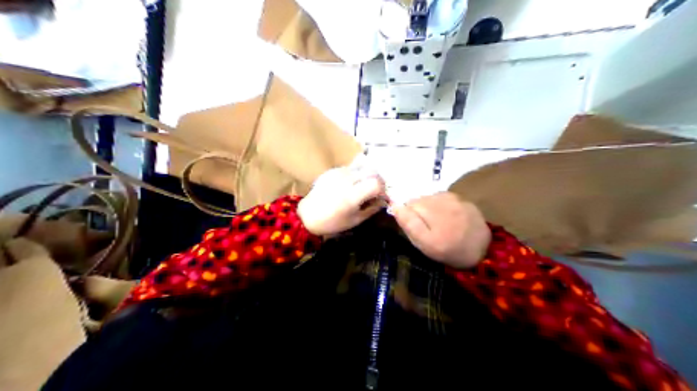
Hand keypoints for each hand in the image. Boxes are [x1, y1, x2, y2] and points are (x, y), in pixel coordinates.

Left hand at [298, 167, 388, 235]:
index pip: (376, 183)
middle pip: (372, 171)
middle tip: (376, 191)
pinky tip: (352, 184)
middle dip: (378, 180)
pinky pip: (351, 167)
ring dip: (368, 175)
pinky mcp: (333, 170)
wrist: (307, 216)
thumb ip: (372, 208)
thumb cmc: (333, 222)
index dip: (383, 189)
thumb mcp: (356, 220)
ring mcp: (338, 172)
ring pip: (362, 166)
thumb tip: (384, 201)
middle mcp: (346, 180)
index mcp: (352, 195)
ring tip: (364, 186)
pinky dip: (357, 174)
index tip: (381, 197)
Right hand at [391, 192, 487, 268]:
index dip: (407, 216)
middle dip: (419, 212)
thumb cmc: (450, 252)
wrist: (483, 253)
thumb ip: (409, 224)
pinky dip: (442, 206)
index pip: (407, 205)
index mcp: (430, 211)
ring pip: (431, 198)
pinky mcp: (464, 199)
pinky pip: (445, 198)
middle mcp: (442, 199)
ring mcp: (454, 197)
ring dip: (430, 208)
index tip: (416, 229)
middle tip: (428, 229)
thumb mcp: (425, 244)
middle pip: (419, 199)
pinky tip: (449, 219)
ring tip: (439, 224)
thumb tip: (395, 205)